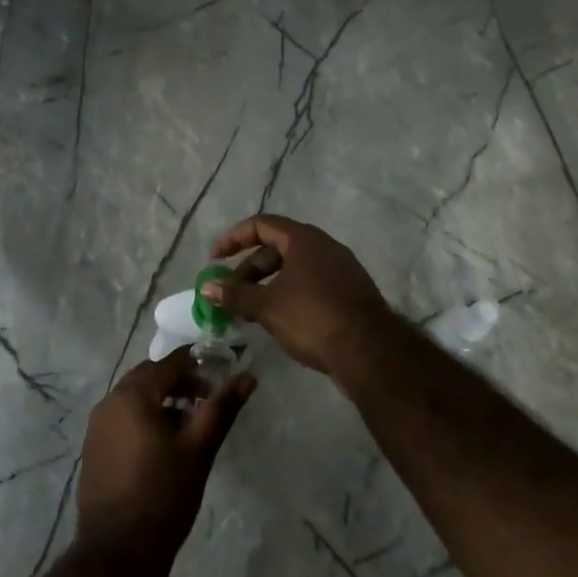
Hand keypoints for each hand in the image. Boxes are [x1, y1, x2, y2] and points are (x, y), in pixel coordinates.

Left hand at [75, 350, 255, 568]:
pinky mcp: (94, 449)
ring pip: (135, 398)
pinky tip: (162, 448)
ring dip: (162, 401)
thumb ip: (222, 408)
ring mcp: (97, 426)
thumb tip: (248, 376)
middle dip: (179, 382)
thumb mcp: (199, 450)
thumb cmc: (163, 496)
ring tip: (188, 428)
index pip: (170, 362)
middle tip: (205, 402)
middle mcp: (110, 401)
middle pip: (150, 376)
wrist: (118, 554)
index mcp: (133, 394)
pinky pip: (122, 419)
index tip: (219, 380)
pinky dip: (144, 420)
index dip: (197, 365)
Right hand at [206, 215, 396, 379]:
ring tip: (251, 310)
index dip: (233, 238)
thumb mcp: (267, 306)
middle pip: (277, 247)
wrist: (370, 352)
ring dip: (268, 284)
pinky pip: (311, 283)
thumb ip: (235, 294)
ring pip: (295, 268)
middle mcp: (324, 246)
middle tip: (231, 293)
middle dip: (249, 268)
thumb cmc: (313, 318)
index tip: (215, 259)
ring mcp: (341, 269)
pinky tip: (281, 320)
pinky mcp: (350, 292)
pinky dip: (290, 294)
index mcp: (304, 239)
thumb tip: (206, 286)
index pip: (261, 225)